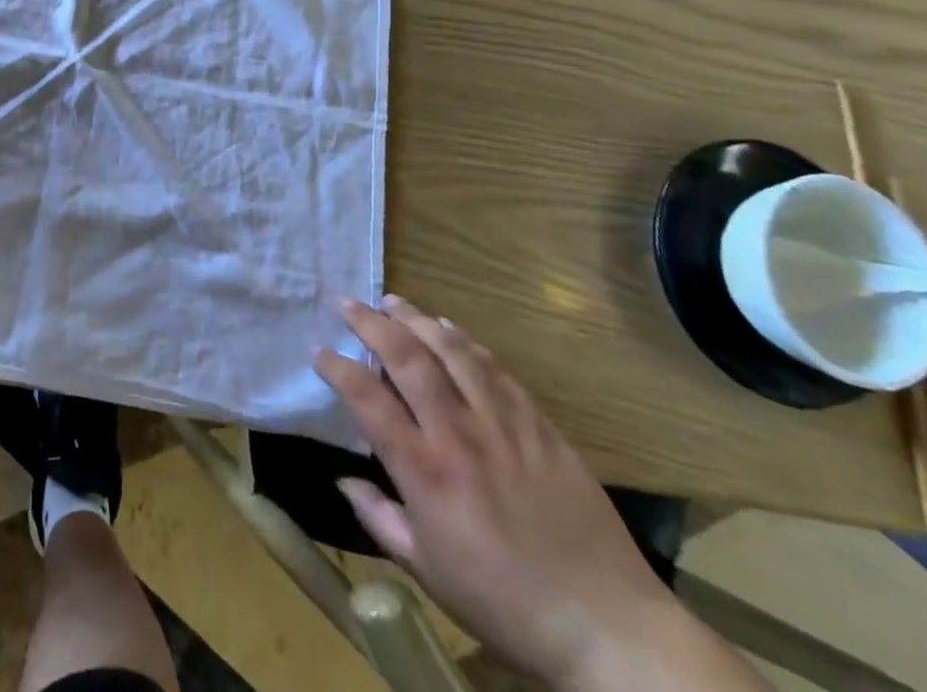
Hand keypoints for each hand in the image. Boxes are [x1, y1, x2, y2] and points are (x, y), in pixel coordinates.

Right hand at [316, 297, 678, 690]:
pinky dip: (466, 341)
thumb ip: (379, 518)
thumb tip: (343, 479)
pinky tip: (449, 328)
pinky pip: (495, 369)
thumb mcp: (427, 572)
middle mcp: (457, 433)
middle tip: (347, 303)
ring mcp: (502, 424)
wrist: (607, 626)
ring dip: (416, 319)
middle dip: (370, 323)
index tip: (318, 351)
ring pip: (451, 351)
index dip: (336, 367)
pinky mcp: (539, 425)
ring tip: (393, 301)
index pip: (366, 398)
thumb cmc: (504, 603)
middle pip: (406, 358)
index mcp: (424, 470)